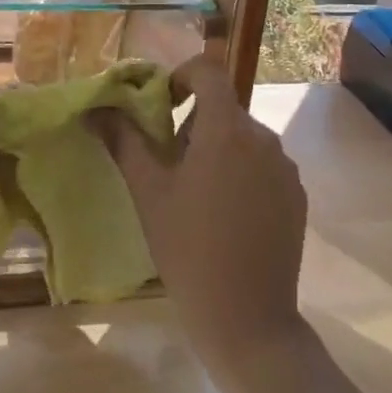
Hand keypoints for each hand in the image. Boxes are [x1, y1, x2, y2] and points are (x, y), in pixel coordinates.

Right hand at [91, 58, 307, 363]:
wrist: (249, 322)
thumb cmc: (189, 249)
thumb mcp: (148, 192)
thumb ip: (123, 140)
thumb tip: (94, 108)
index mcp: (227, 129)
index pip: (209, 71)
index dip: (182, 77)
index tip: (162, 107)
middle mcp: (263, 138)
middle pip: (224, 108)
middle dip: (193, 123)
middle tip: (169, 165)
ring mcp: (285, 168)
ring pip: (243, 138)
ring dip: (217, 149)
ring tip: (196, 196)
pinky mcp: (297, 196)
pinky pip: (263, 165)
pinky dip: (241, 173)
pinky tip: (226, 217)